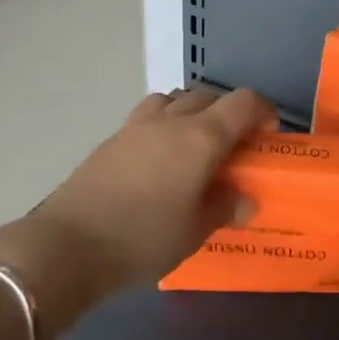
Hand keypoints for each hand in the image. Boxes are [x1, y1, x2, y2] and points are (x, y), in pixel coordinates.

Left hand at [0, 85, 275, 324]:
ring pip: (175, 99)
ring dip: (193, 112)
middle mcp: (172, 120)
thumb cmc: (143, 238)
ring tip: (195, 146)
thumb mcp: (194, 231)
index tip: (269, 134)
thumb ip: (224, 208)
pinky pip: (149, 116)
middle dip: (229, 113)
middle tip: (235, 146)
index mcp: (201, 137)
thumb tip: (244, 200)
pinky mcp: (112, 139)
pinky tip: (160, 160)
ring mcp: (137, 126)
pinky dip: (165, 125)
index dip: (264, 111)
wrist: (69, 244)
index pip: (244, 102)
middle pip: (210, 95)